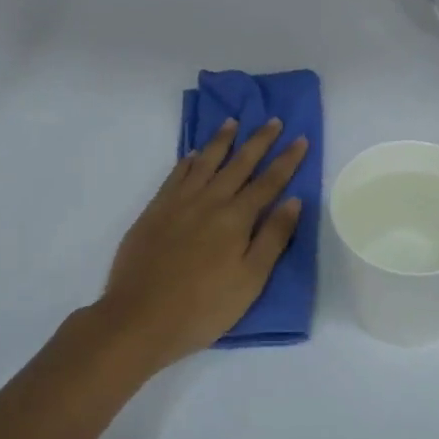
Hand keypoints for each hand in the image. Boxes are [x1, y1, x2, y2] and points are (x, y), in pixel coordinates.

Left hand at [92, 118, 307, 372]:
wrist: (139, 318)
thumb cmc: (203, 308)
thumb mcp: (250, 281)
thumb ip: (273, 238)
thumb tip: (293, 201)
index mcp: (236, 219)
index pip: (269, 181)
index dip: (287, 160)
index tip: (300, 138)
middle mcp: (209, 201)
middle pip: (239, 164)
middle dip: (259, 141)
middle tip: (273, 120)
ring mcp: (178, 202)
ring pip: (205, 162)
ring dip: (221, 140)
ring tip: (233, 122)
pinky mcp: (155, 210)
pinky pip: (176, 175)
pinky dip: (187, 161)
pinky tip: (193, 154)